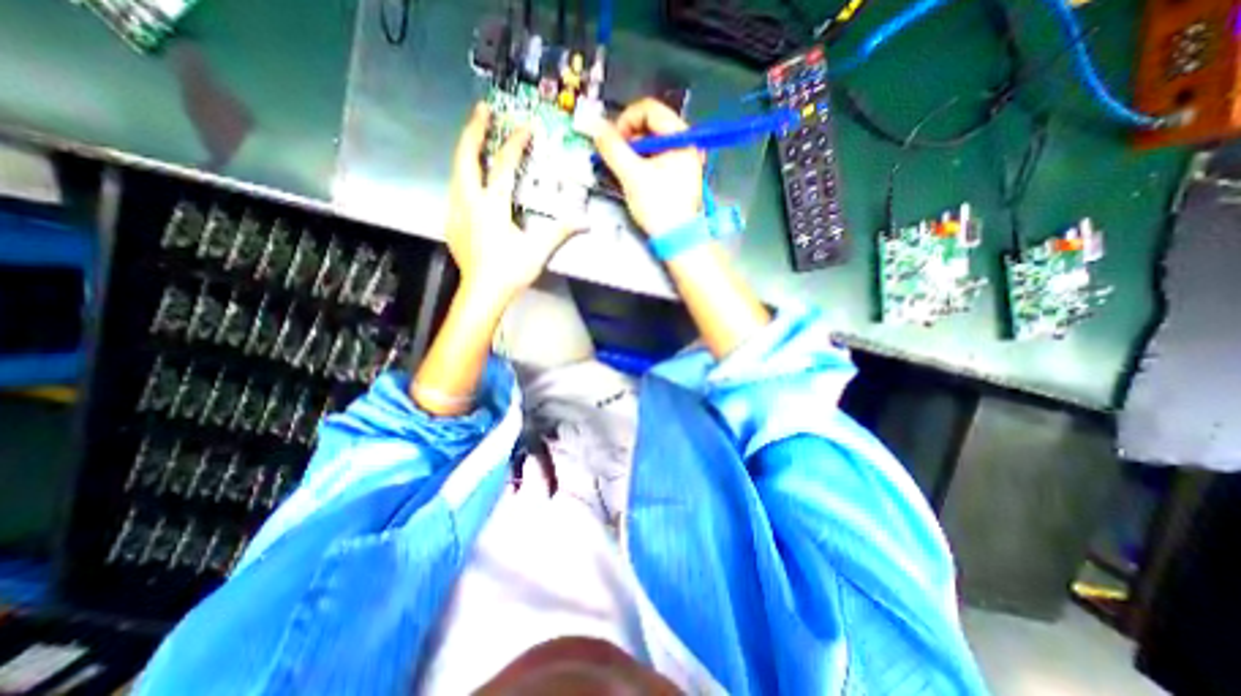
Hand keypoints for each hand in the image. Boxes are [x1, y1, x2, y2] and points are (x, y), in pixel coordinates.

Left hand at [447, 99, 581, 305]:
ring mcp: (457, 212)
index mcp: (492, 206)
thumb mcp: (538, 250)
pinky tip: (471, 180)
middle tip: (483, 111)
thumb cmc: (508, 272)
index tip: (525, 128)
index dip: (516, 143)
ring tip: (476, 139)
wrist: (482, 293)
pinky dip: (463, 174)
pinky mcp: (453, 224)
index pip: (504, 166)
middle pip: (466, 156)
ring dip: (466, 151)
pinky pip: (456, 189)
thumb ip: (560, 232)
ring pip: (456, 171)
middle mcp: (470, 202)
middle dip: (474, 130)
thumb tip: (583, 222)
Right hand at [594, 94, 700, 235]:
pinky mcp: (678, 175)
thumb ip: (612, 148)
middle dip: (628, 140)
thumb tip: (595, 126)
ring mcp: (683, 159)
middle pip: (650, 126)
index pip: (649, 109)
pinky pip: (656, 159)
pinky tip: (634, 179)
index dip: (625, 120)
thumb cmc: (658, 206)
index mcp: (681, 137)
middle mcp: (686, 143)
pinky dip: (641, 164)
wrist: (677, 239)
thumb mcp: (632, 175)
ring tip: (623, 172)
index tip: (612, 140)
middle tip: (615, 158)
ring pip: (651, 144)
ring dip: (632, 154)